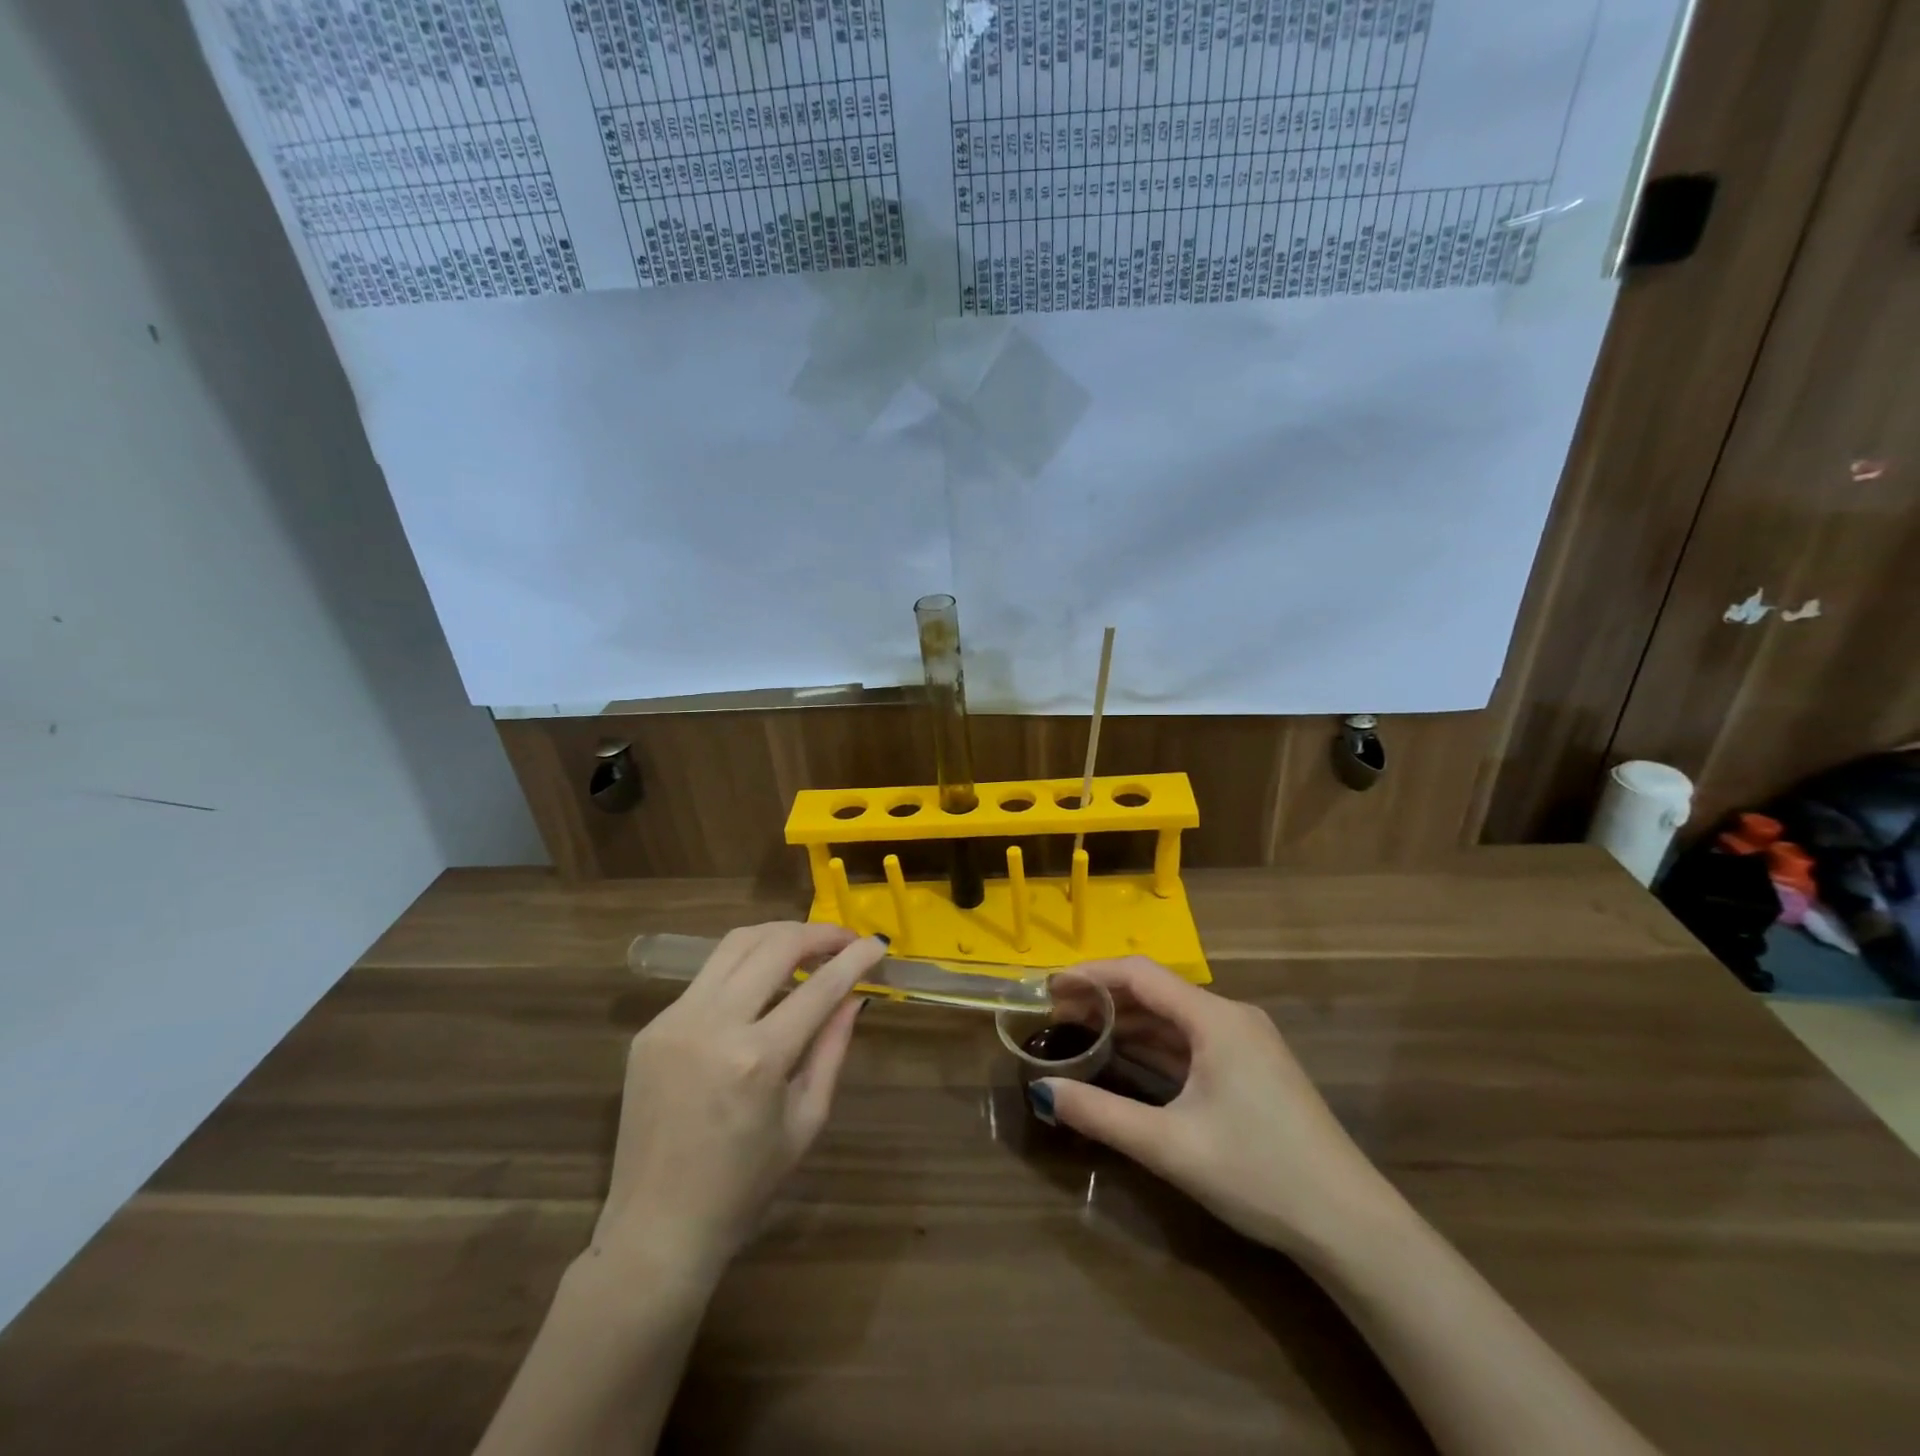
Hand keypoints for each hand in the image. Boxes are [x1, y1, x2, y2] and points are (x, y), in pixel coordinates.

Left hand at [590, 923, 883, 1286]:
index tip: (877, 944)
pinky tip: (762, 984)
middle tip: (844, 939)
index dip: (854, 960)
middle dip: (817, 933)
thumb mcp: (806, 1120)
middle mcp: (712, 1025)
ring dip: (778, 936)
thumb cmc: (744, 1187)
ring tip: (807, 946)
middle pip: (773, 946)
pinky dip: (743, 967)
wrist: (656, 1229)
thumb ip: (831, 1049)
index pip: (819, 987)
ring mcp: (675, 1021)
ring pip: (734, 944)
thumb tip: (854, 998)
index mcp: (757, 1059)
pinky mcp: (652, 1027)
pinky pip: (707, 977)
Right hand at [1033, 957, 1393, 1255]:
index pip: (1140, 975)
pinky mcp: (1252, 1070)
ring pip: (1174, 1020)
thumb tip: (1042, 1091)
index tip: (1049, 987)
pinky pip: (1192, 1044)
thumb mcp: (1171, 1146)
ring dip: (1128, 1024)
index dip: (1091, 975)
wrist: (1351, 1226)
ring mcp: (1246, 1044)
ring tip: (1080, 1033)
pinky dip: (1155, 1047)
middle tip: (1055, 1015)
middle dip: (1104, 1000)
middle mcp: (1231, 1017)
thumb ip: (1101, 1114)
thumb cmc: (1258, 1172)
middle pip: (1156, 993)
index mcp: (1215, 1018)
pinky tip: (1126, 1060)